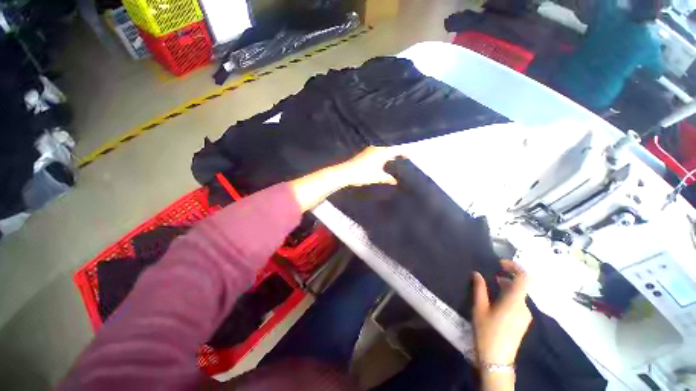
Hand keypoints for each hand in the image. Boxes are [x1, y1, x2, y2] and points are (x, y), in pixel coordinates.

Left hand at [290, 146, 401, 210]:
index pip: (397, 148)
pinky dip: (383, 154)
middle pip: (391, 145)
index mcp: (382, 151)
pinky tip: (383, 161)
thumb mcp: (378, 177)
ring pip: (384, 148)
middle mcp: (377, 147)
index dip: (404, 151)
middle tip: (403, 157)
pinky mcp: (365, 152)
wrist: (345, 172)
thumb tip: (395, 181)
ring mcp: (370, 149)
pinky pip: (378, 150)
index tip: (409, 157)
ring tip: (395, 159)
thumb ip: (388, 178)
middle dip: (398, 150)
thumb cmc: (363, 174)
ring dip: (390, 152)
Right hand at [472, 260, 531, 365]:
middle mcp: (524, 307)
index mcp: (515, 301)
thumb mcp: (479, 308)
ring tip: (491, 287)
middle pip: (521, 286)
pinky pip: (518, 304)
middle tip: (491, 275)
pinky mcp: (522, 323)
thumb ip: (479, 289)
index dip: (515, 266)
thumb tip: (477, 273)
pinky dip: (508, 297)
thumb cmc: (487, 332)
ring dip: (507, 287)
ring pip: (518, 295)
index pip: (524, 278)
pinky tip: (495, 302)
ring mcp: (525, 316)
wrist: (497, 361)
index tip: (500, 263)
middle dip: (507, 276)